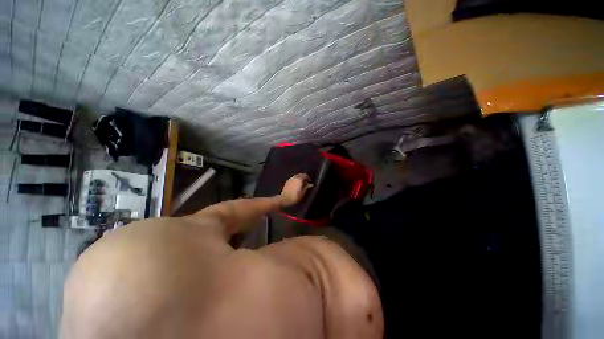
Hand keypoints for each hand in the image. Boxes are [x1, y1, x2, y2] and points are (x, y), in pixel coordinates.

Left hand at [279, 174, 312, 206]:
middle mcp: (294, 177)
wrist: (284, 199)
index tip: (310, 181)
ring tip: (301, 183)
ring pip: (296, 176)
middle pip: (300, 174)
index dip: (308, 178)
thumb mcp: (302, 193)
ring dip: (300, 178)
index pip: (305, 175)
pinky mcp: (287, 182)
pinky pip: (293, 178)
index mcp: (299, 179)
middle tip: (306, 182)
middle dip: (304, 177)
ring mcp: (290, 179)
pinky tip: (296, 184)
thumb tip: (311, 184)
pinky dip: (296, 180)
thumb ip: (307, 187)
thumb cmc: (294, 197)